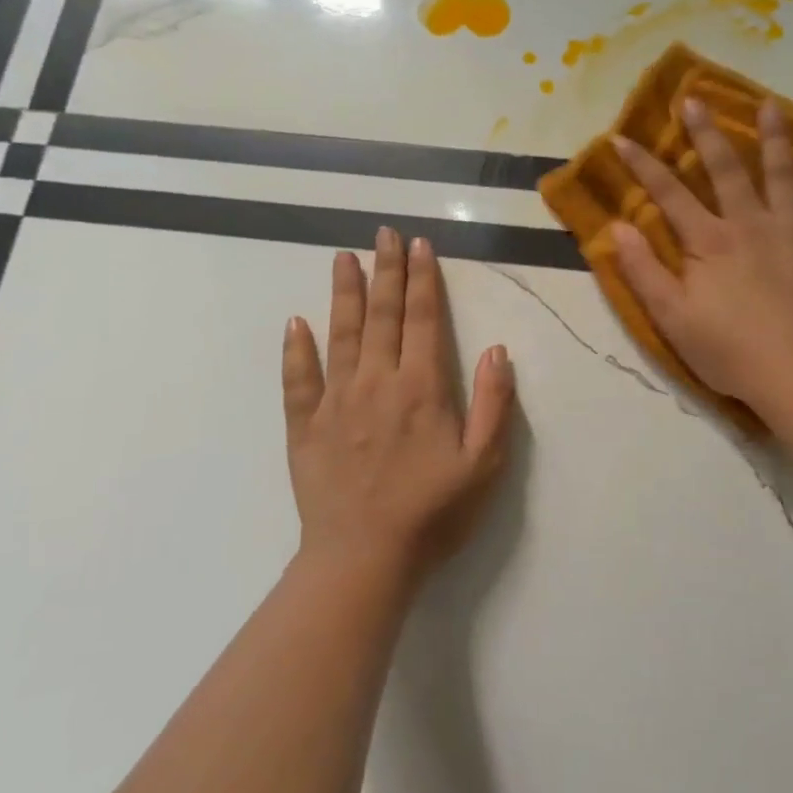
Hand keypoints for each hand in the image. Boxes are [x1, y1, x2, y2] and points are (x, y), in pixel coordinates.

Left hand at [282, 228, 515, 588]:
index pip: (423, 320)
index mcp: (422, 388)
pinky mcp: (305, 427)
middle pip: (382, 316)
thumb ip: (494, 404)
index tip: (420, 246)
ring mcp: (336, 402)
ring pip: (341, 335)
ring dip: (344, 294)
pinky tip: (296, 323)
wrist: (364, 559)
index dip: (423, 280)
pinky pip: (298, 380)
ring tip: (344, 257)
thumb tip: (496, 350)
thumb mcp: (484, 465)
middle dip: (386, 271)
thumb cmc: (433, 514)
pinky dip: (296, 350)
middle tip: (384, 233)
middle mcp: (377, 383)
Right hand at [611, 97, 792, 410]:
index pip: (668, 195)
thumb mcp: (671, 317)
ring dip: (775, 138)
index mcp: (709, 242)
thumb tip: (617, 227)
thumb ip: (643, 270)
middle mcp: (751, 224)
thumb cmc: (729, 350)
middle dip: (707, 133)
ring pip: (783, 175)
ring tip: (770, 104)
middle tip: (694, 99)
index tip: (621, 138)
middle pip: (726, 170)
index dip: (642, 165)